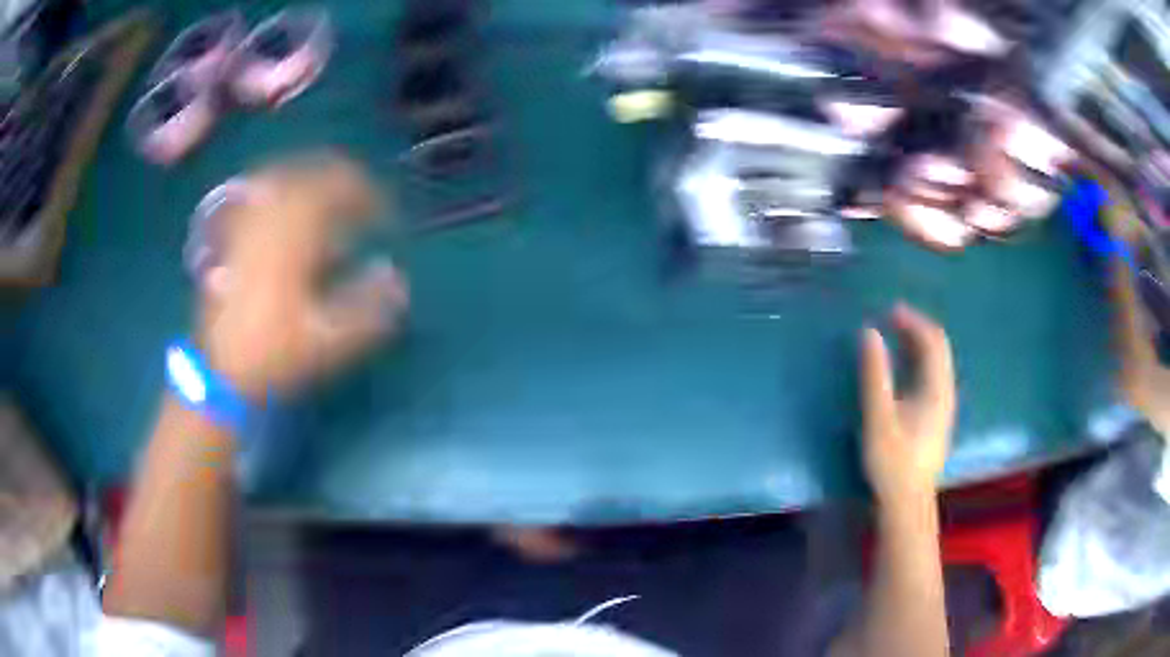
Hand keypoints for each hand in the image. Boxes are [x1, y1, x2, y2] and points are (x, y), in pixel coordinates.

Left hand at [198, 153, 408, 397]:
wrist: (219, 373)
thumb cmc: (273, 355)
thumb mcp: (328, 341)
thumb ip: (368, 308)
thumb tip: (399, 277)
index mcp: (293, 237)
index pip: (338, 190)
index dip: (369, 196)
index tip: (388, 216)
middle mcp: (268, 219)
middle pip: (310, 173)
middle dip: (343, 181)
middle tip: (365, 200)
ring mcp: (246, 224)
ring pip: (283, 177)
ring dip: (313, 179)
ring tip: (333, 196)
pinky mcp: (232, 236)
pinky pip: (259, 194)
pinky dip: (282, 190)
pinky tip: (289, 205)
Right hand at [860, 305, 955, 504]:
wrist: (907, 503)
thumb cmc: (892, 462)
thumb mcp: (879, 418)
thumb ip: (875, 375)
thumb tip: (869, 333)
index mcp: (936, 388)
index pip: (933, 340)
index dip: (913, 321)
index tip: (888, 312)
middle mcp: (946, 392)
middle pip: (939, 349)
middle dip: (916, 329)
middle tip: (890, 320)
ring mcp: (944, 407)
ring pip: (937, 364)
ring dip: (918, 345)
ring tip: (894, 338)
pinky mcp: (937, 419)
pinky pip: (932, 377)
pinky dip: (918, 362)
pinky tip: (902, 371)